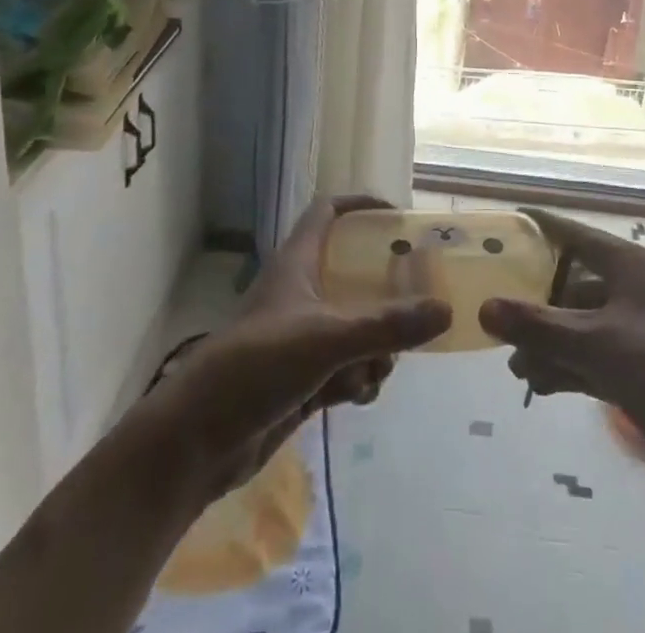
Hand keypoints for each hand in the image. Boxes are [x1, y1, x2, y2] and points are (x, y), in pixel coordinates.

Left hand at [139, 196, 451, 502]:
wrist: (198, 440)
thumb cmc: (258, 365)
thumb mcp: (327, 338)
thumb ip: (387, 325)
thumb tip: (446, 308)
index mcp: (297, 263)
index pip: (327, 212)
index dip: (360, 205)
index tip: (398, 215)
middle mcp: (300, 292)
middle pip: (351, 273)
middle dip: (385, 291)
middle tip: (419, 299)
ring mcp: (299, 338)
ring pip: (353, 326)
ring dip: (374, 345)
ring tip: (382, 366)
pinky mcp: (300, 379)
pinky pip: (344, 367)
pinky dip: (357, 377)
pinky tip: (360, 396)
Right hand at [479, 208, 644, 510]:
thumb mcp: (596, 343)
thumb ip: (538, 326)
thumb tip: (484, 308)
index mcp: (634, 267)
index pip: (579, 236)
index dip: (544, 229)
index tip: (508, 224)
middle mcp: (638, 292)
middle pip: (576, 286)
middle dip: (539, 307)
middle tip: (501, 321)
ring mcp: (642, 334)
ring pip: (583, 327)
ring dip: (549, 344)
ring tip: (516, 368)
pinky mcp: (644, 373)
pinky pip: (594, 359)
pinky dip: (567, 368)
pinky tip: (538, 386)